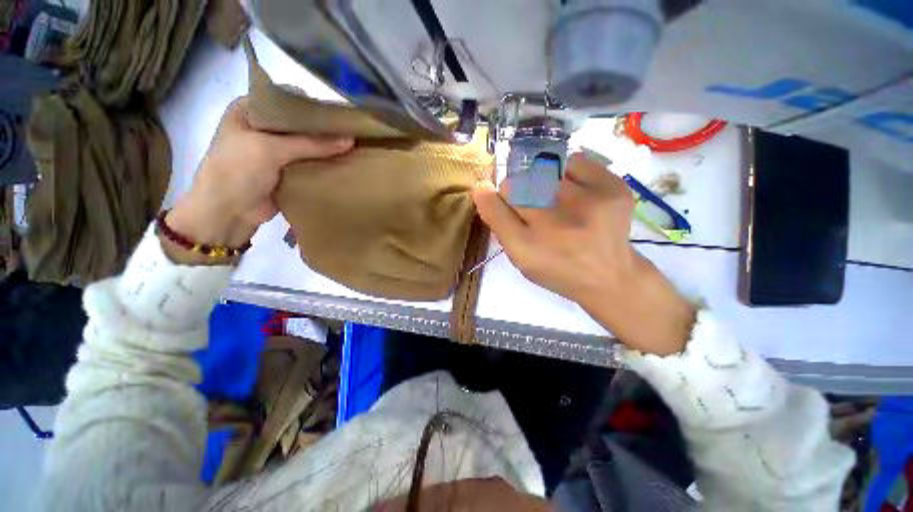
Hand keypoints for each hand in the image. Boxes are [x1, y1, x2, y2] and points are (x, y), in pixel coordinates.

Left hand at [164, 97, 352, 263]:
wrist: (227, 212)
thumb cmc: (237, 171)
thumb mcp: (271, 149)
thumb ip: (311, 144)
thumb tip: (350, 140)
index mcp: (250, 110)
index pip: (288, 100)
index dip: (313, 105)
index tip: (340, 114)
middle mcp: (264, 127)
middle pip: (300, 123)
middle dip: (323, 129)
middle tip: (351, 131)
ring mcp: (275, 150)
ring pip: (306, 145)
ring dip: (326, 148)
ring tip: (354, 146)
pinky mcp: (286, 171)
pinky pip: (309, 163)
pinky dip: (323, 164)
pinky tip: (343, 163)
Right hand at [472, 153, 696, 354]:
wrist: (609, 275)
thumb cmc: (556, 268)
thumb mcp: (520, 258)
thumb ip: (499, 225)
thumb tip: (483, 189)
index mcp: (527, 247)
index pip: (494, 204)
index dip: (489, 196)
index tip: (492, 195)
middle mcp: (555, 224)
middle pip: (515, 184)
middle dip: (515, 191)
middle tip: (529, 205)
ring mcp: (588, 203)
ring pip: (542, 170)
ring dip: (540, 182)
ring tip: (554, 200)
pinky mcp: (613, 188)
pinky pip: (575, 161)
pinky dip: (567, 172)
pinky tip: (573, 191)